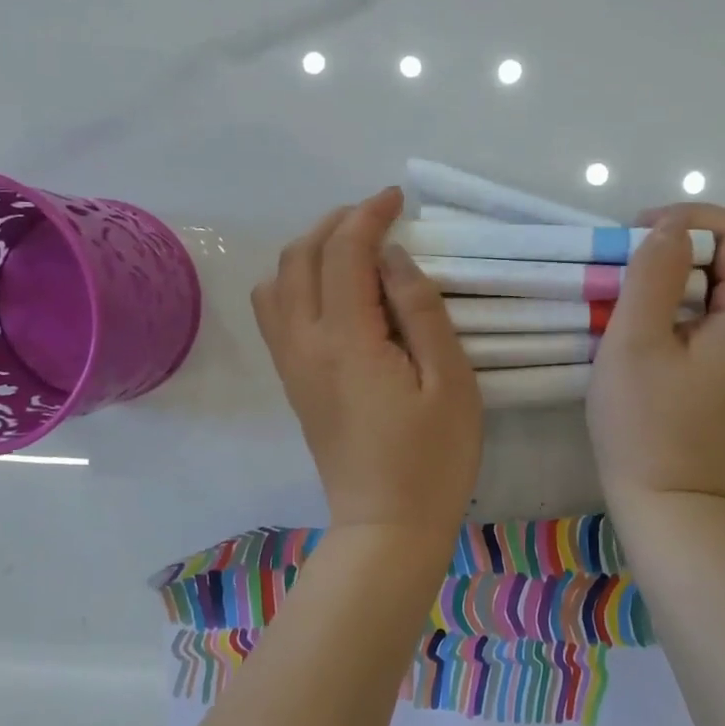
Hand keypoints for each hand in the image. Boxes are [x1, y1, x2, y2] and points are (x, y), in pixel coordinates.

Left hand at [253, 187, 481, 537]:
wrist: (386, 525)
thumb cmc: (432, 458)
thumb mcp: (450, 382)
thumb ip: (421, 311)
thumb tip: (392, 258)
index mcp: (347, 340)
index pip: (344, 252)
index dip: (368, 215)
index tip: (397, 199)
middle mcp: (305, 343)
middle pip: (300, 257)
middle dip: (336, 223)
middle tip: (377, 216)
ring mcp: (292, 364)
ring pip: (277, 282)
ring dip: (309, 249)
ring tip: (351, 248)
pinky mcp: (293, 382)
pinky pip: (274, 313)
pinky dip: (294, 281)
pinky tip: (330, 290)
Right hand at [588, 204, 724, 502]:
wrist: (673, 499)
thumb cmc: (644, 422)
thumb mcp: (633, 342)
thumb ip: (654, 273)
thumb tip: (673, 229)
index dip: (692, 219)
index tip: (639, 230)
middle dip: (712, 235)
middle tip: (657, 247)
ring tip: (673, 271)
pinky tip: (694, 306)